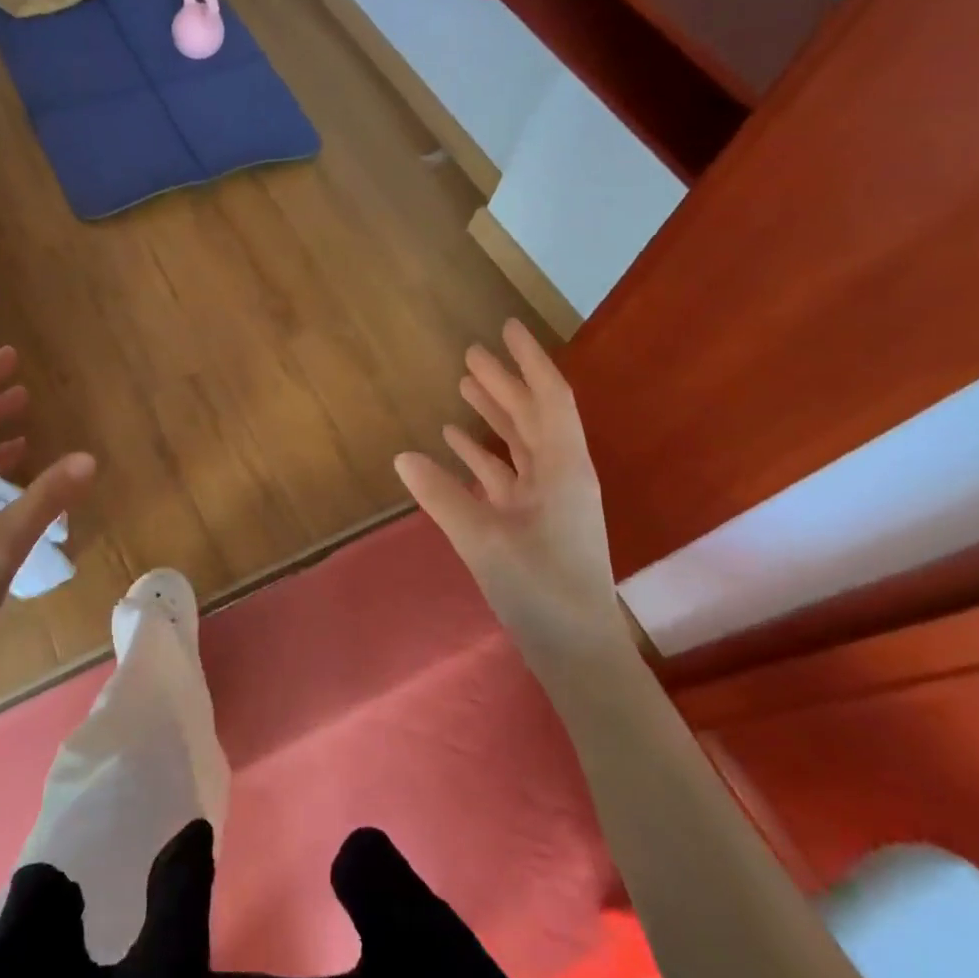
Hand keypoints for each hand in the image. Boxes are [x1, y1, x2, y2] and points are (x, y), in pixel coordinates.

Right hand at [395, 319, 630, 661]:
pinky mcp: (533, 520)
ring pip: (520, 442)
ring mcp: (547, 498)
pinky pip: (507, 472)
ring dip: (494, 413)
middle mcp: (560, 474)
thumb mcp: (483, 539)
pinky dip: (483, 453)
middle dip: (504, 381)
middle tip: (472, 351)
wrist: (576, 650)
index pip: (548, 398)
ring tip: (464, 384)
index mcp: (562, 468)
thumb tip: (402, 455)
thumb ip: (441, 494)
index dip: (527, 360)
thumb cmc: (539, 588)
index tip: (507, 327)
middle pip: (532, 414)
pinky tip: (454, 441)